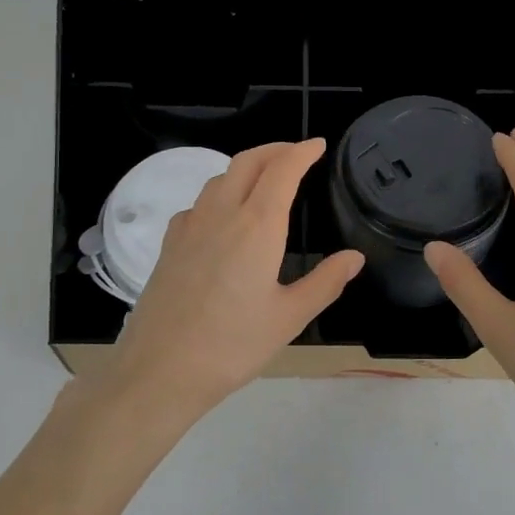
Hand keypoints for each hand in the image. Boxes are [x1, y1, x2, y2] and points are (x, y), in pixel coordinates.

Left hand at [99, 139, 362, 424]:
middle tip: (296, 153)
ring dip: (246, 167)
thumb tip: (354, 258)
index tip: (318, 145)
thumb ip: (325, 282)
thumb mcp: (289, 317)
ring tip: (265, 179)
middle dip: (275, 149)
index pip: (282, 170)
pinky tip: (223, 217)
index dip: (302, 152)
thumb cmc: (233, 345)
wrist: (160, 369)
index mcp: (257, 226)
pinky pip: (198, 203)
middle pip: (247, 161)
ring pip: (219, 178)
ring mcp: (190, 226)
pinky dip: (219, 193)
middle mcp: (221, 214)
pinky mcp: (169, 244)